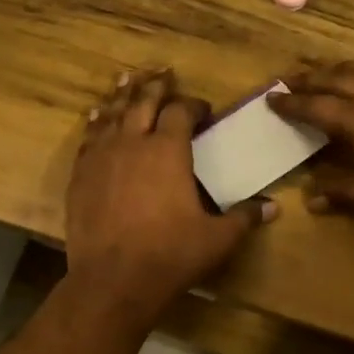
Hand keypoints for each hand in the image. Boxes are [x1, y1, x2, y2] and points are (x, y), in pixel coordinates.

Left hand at [66, 69, 272, 319]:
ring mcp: (101, 157)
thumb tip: (272, 208)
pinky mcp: (80, 175)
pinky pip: (89, 138)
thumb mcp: (217, 238)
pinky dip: (96, 123)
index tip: (203, 111)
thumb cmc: (171, 254)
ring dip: (123, 95)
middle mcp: (132, 143)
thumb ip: (244, 217)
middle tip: (164, 73)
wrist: (113, 280)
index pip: (181, 111)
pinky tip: (97, 118)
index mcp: (168, 150)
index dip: (194, 106)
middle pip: (143, 101)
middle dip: (156, 86)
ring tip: (128, 80)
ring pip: (112, 113)